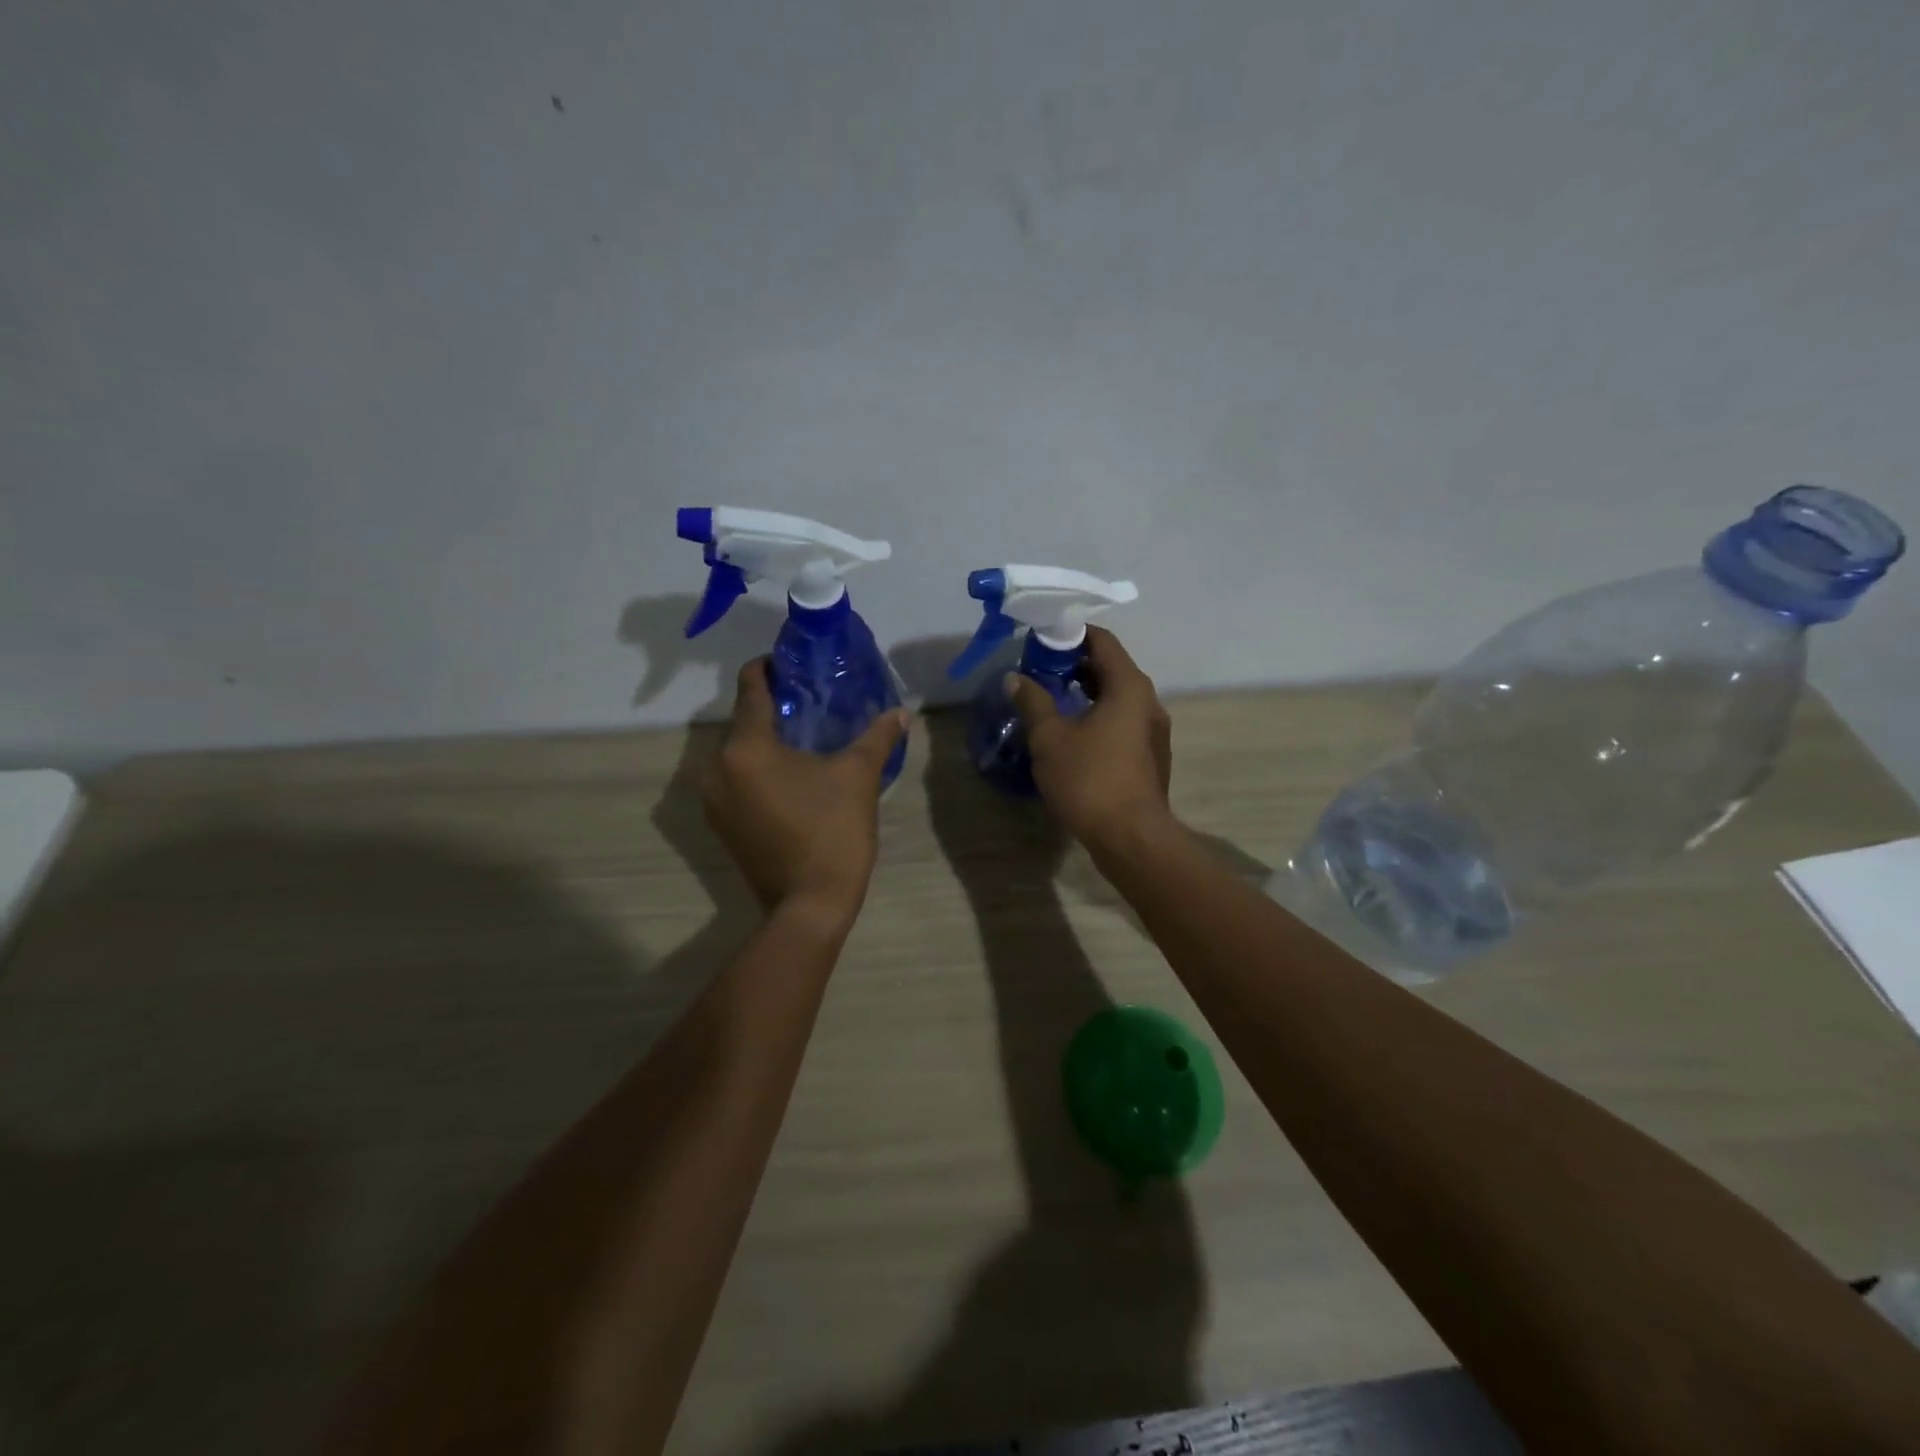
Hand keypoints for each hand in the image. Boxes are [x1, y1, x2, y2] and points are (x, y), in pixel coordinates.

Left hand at [703, 659, 908, 925]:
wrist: (810, 904)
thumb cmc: (832, 831)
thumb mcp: (858, 776)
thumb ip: (877, 736)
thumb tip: (901, 713)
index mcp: (747, 747)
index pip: (750, 686)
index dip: (770, 667)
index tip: (793, 662)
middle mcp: (717, 767)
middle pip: (743, 720)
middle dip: (774, 707)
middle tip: (811, 702)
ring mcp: (714, 800)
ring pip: (739, 752)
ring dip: (766, 740)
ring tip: (804, 738)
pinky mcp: (722, 825)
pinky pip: (737, 780)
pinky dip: (758, 769)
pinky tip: (791, 776)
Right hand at [1007, 626, 1173, 850]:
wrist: (1131, 838)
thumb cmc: (1090, 780)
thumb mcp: (1050, 739)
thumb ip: (1033, 702)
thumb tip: (1015, 678)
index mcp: (1129, 687)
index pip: (1102, 641)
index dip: (1070, 635)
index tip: (1040, 641)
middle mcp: (1148, 702)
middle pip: (1111, 667)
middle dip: (1074, 665)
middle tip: (1039, 671)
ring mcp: (1153, 731)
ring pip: (1117, 697)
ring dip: (1085, 692)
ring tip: (1051, 701)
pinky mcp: (1150, 756)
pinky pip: (1122, 722)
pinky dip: (1098, 716)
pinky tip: (1072, 734)